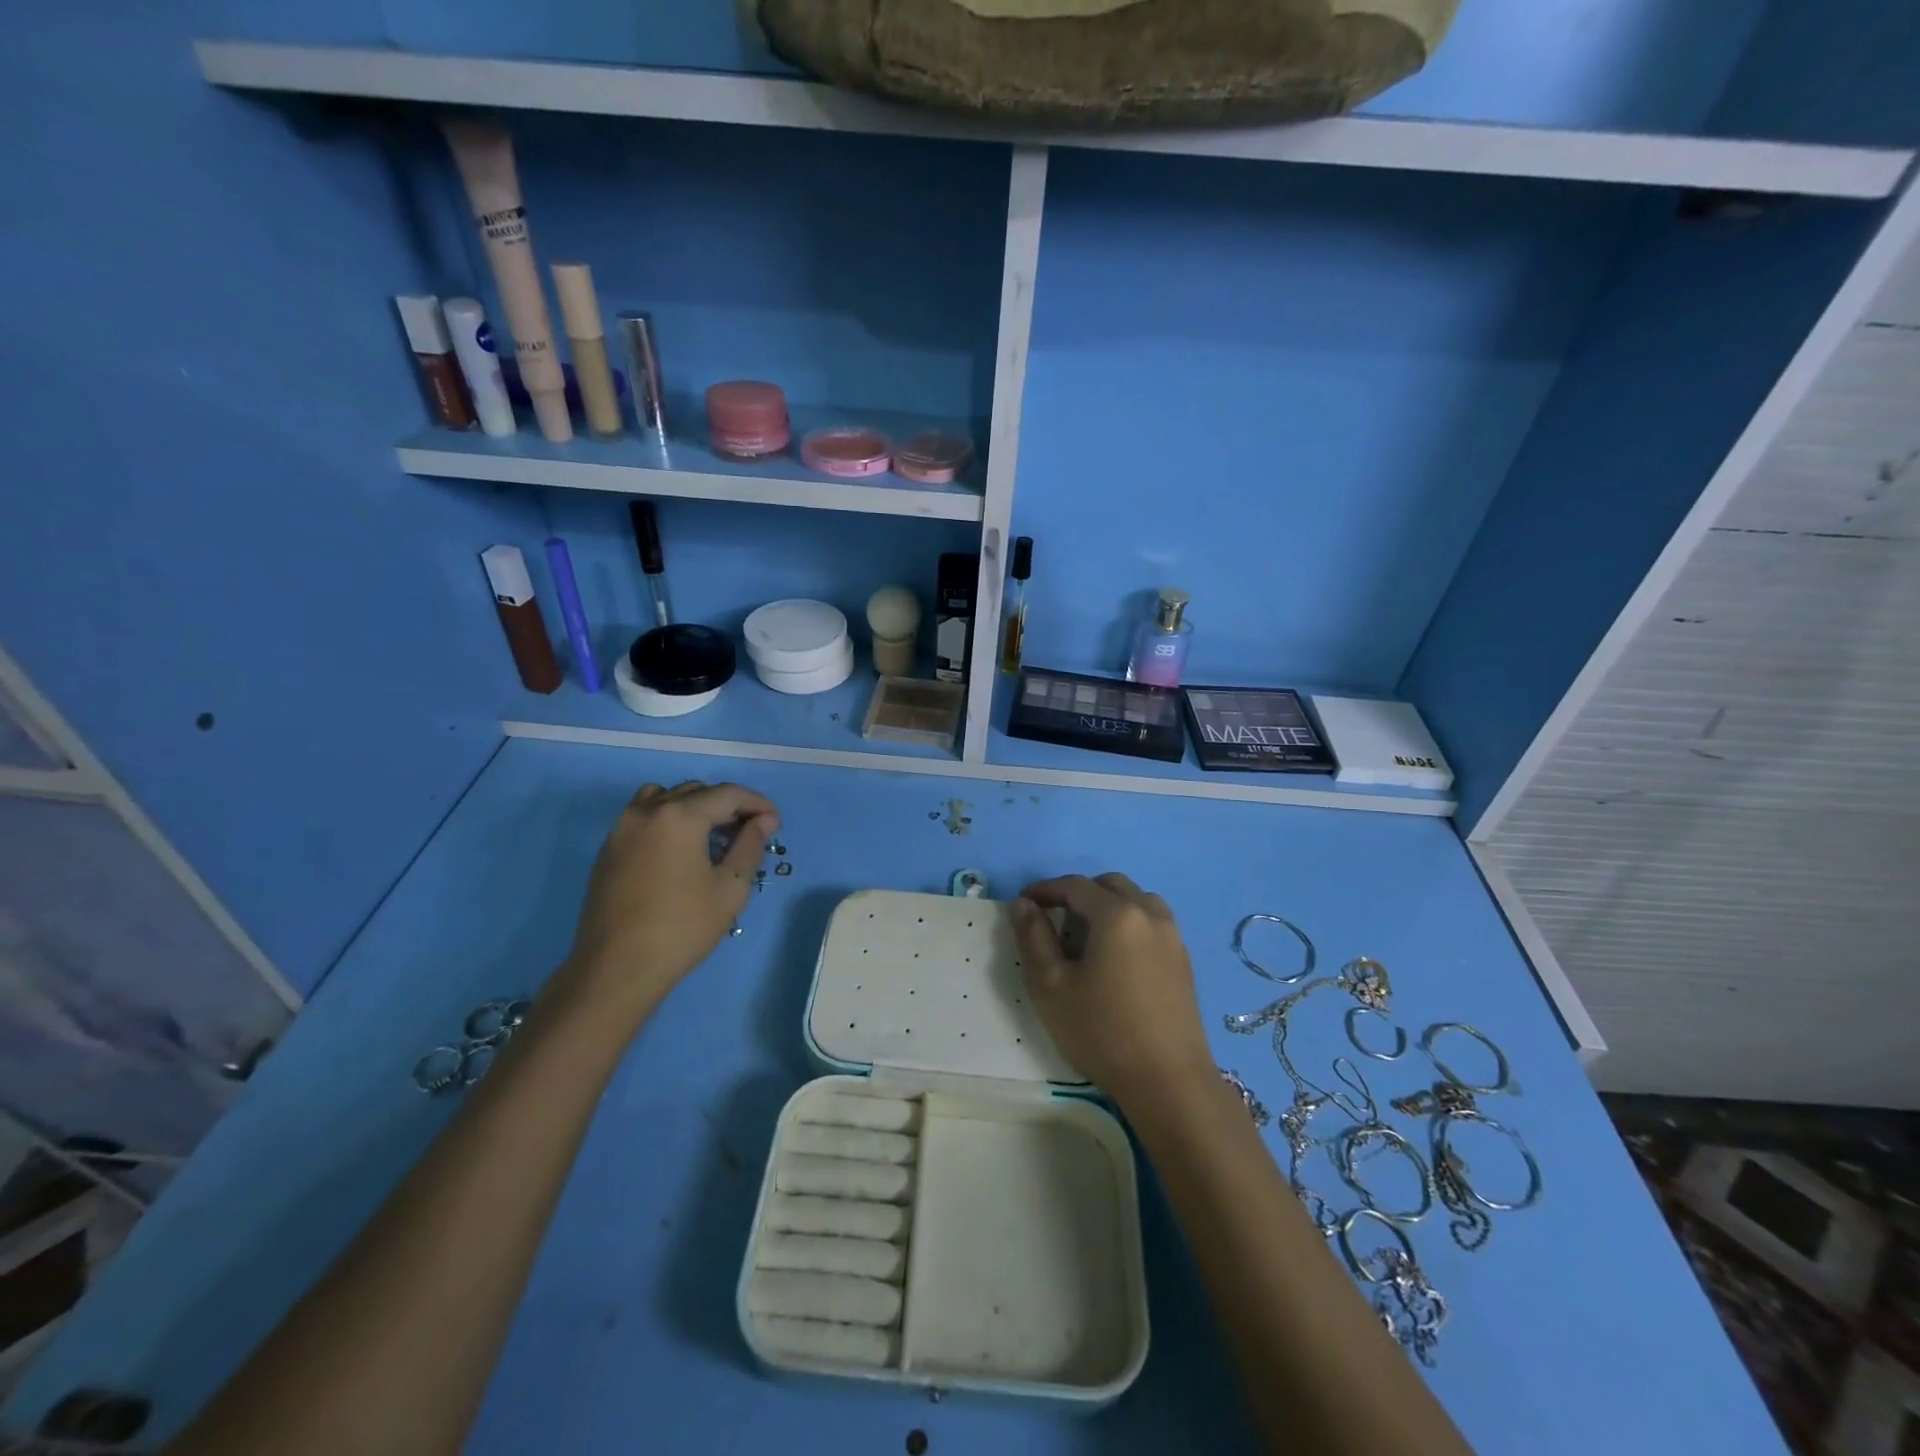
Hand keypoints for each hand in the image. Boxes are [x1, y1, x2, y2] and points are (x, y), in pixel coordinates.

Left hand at [556, 781, 778, 1020]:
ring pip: (666, 798)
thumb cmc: (682, 927)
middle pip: (697, 792)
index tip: (775, 824)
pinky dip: (669, 821)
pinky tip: (681, 852)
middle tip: (748, 833)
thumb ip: (750, 846)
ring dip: (695, 808)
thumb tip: (763, 821)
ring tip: (712, 838)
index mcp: (680, 816)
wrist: (616, 968)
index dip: (757, 804)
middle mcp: (648, 811)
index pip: (728, 794)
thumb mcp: (730, 888)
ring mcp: (622, 828)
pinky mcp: (609, 849)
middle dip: (728, 806)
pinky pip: (645, 817)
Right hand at [1010, 873, 1215, 1107]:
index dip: (1046, 889)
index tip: (1024, 903)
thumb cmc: (1102, 1031)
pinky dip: (1130, 924)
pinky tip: (1116, 958)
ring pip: (1137, 900)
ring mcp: (1172, 937)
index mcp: (1117, 914)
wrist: (1168, 1081)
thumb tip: (1023, 904)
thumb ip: (1033, 938)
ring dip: (1108, 905)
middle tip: (1055, 919)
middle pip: (1110, 885)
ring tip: (1087, 936)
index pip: (1075, 885)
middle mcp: (1150, 914)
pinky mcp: (1183, 961)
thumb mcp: (1051, 986)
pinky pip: (1152, 923)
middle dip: (1079, 894)